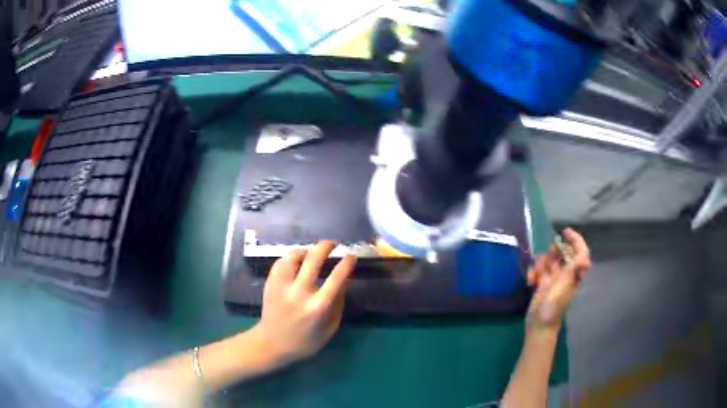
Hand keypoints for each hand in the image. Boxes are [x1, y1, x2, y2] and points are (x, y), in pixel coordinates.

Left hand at [252, 240, 355, 366]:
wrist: (272, 343)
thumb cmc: (305, 341)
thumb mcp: (329, 328)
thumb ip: (338, 304)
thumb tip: (345, 281)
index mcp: (318, 307)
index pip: (336, 278)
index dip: (346, 263)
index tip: (351, 256)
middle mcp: (299, 293)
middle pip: (313, 259)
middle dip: (326, 246)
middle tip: (333, 244)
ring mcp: (282, 286)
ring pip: (294, 256)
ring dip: (306, 250)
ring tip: (312, 252)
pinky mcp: (270, 283)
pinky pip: (281, 262)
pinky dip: (291, 257)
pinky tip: (297, 260)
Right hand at [526, 228, 590, 332]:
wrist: (538, 326)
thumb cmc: (552, 308)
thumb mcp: (562, 288)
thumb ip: (572, 272)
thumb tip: (585, 259)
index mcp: (574, 274)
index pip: (580, 252)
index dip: (575, 240)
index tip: (565, 232)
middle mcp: (566, 273)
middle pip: (562, 253)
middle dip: (552, 253)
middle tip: (547, 261)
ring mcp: (554, 278)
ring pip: (549, 260)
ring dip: (541, 264)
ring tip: (536, 275)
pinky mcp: (543, 283)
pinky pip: (539, 270)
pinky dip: (534, 272)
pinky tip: (531, 281)